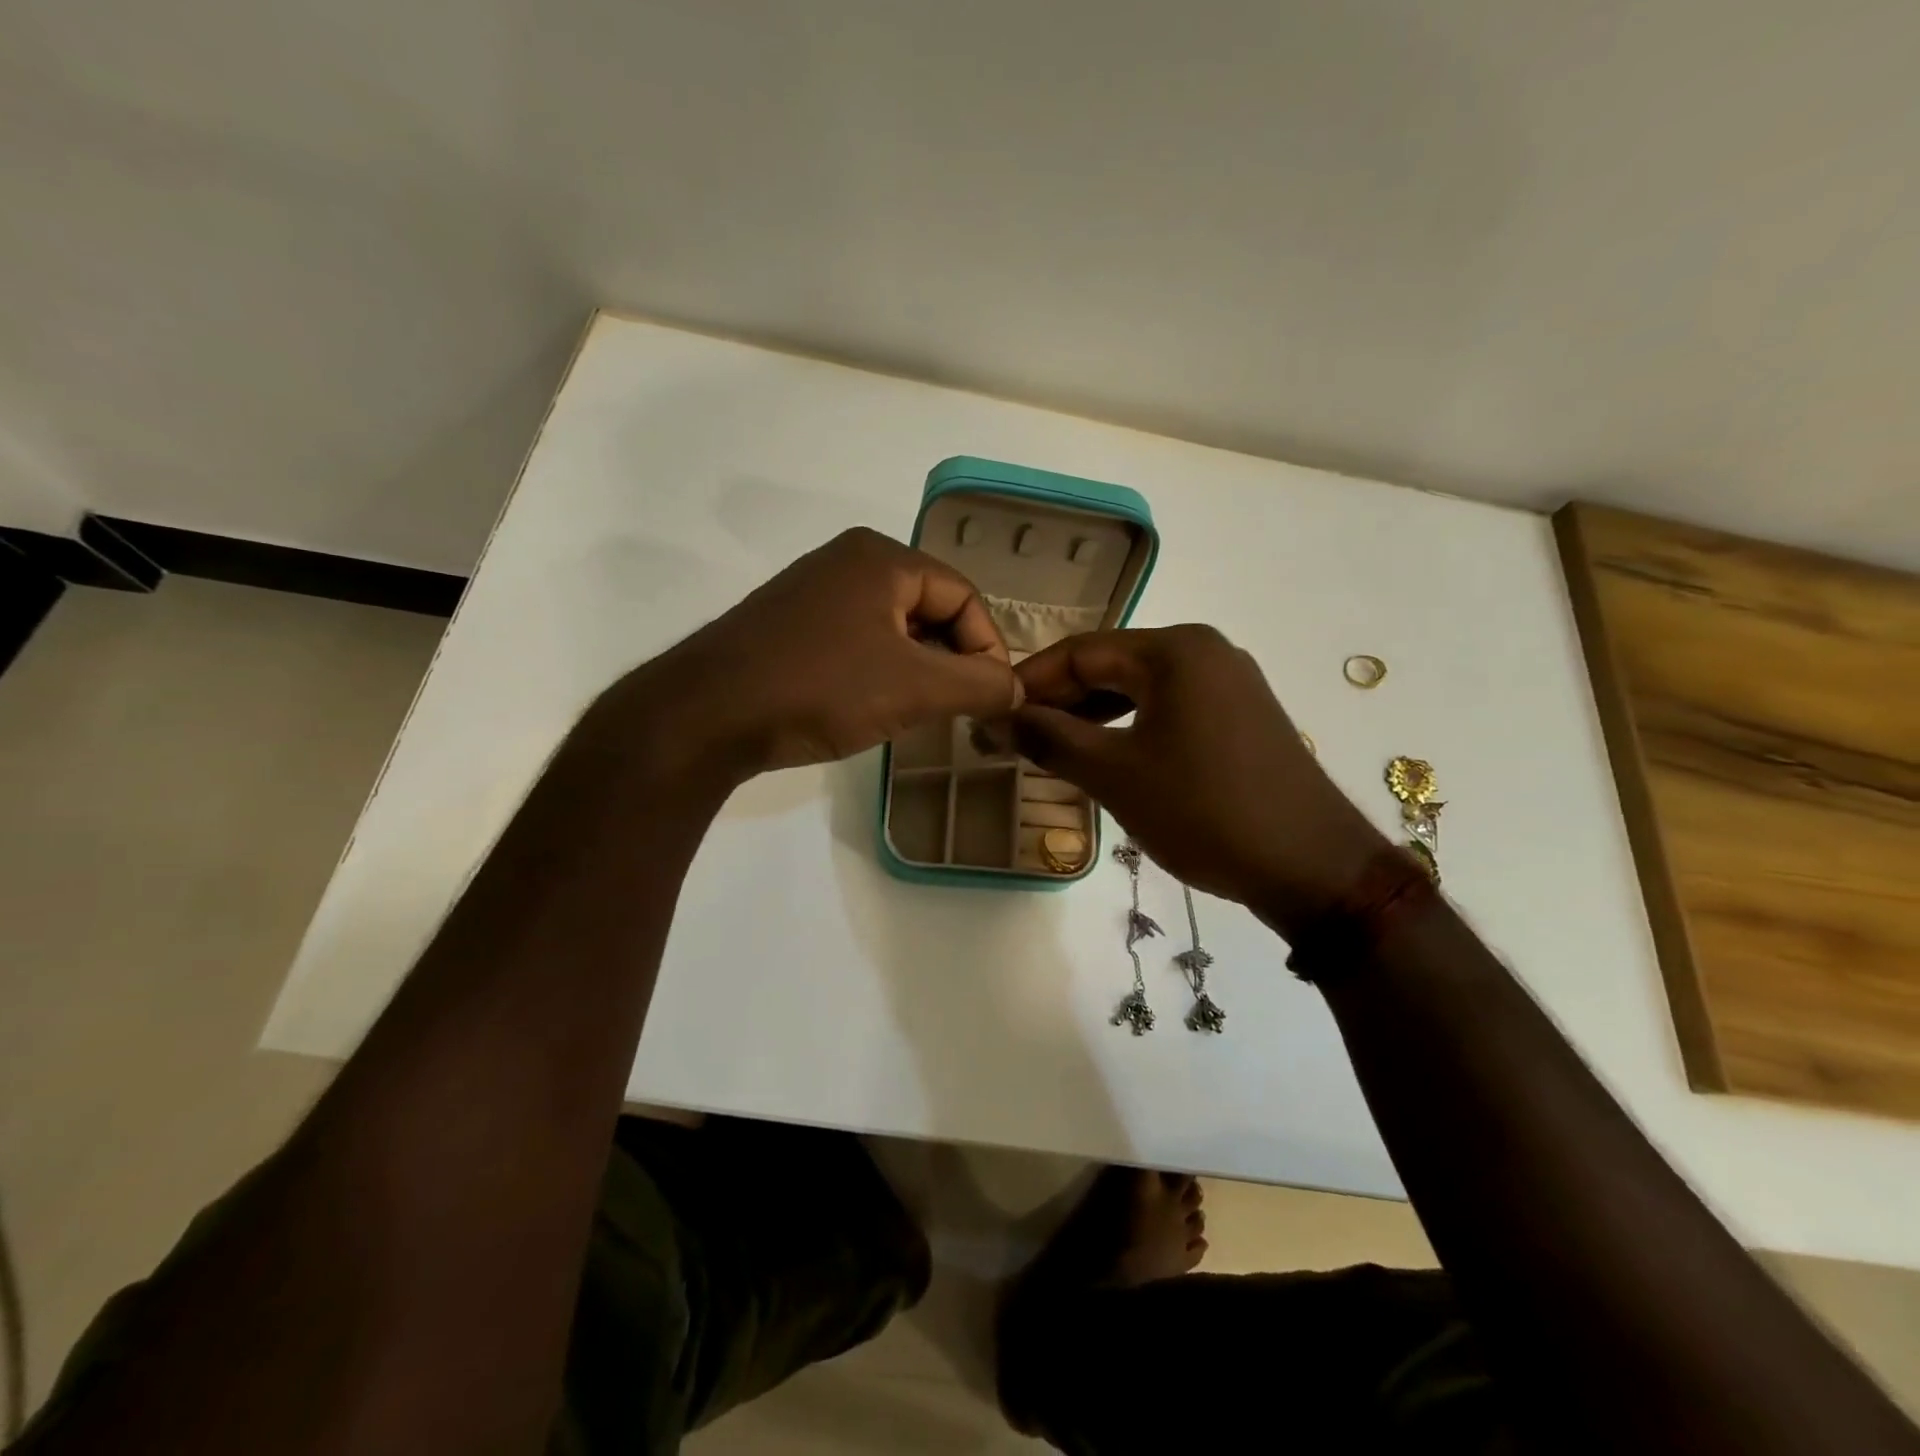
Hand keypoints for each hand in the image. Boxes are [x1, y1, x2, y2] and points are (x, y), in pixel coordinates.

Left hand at [590, 528, 1020, 783]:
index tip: (991, 699)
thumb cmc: (820, 688)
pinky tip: (873, 706)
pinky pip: (858, 640)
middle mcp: (848, 561)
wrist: (706, 714)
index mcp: (882, 558)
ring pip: (894, 628)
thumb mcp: (914, 688)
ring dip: (918, 669)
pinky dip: (880, 671)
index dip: (988, 648)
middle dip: (952, 660)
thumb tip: (1016, 688)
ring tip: (918, 713)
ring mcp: (813, 591)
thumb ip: (978, 684)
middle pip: (930, 608)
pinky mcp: (789, 625)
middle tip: (956, 709)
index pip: (964, 596)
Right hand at [1003, 626, 1386, 933]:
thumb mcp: (1115, 774)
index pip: (1081, 651)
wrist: (1312, 867)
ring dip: (1092, 716)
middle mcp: (1204, 651)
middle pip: (1111, 665)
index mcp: (1175, 649)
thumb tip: (997, 716)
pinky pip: (1169, 708)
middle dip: (1060, 700)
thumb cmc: (1204, 811)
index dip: (1030, 681)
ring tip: (1051, 749)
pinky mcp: (1241, 716)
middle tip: (1015, 736)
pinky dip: (1130, 727)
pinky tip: (1105, 756)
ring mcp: (1229, 682)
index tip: (992, 713)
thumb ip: (1050, 738)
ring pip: (1140, 688)